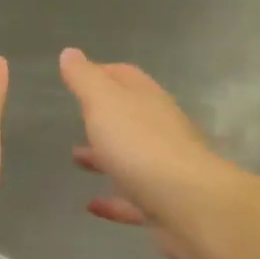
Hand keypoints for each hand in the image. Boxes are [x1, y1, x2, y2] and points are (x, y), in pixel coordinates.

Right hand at [59, 48, 229, 258]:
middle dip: (103, 116)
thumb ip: (85, 79)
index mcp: (147, 100)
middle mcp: (160, 129)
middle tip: (76, 118)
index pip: (124, 76)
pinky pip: (133, 199)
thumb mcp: (104, 102)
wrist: (189, 204)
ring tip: (76, 159)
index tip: (76, 76)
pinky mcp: (165, 204)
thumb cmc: (140, 145)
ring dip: (104, 156)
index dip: (101, 72)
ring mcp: (165, 168)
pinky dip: (113, 200)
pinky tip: (92, 206)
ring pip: (131, 157)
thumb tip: (69, 52)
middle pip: (130, 116)